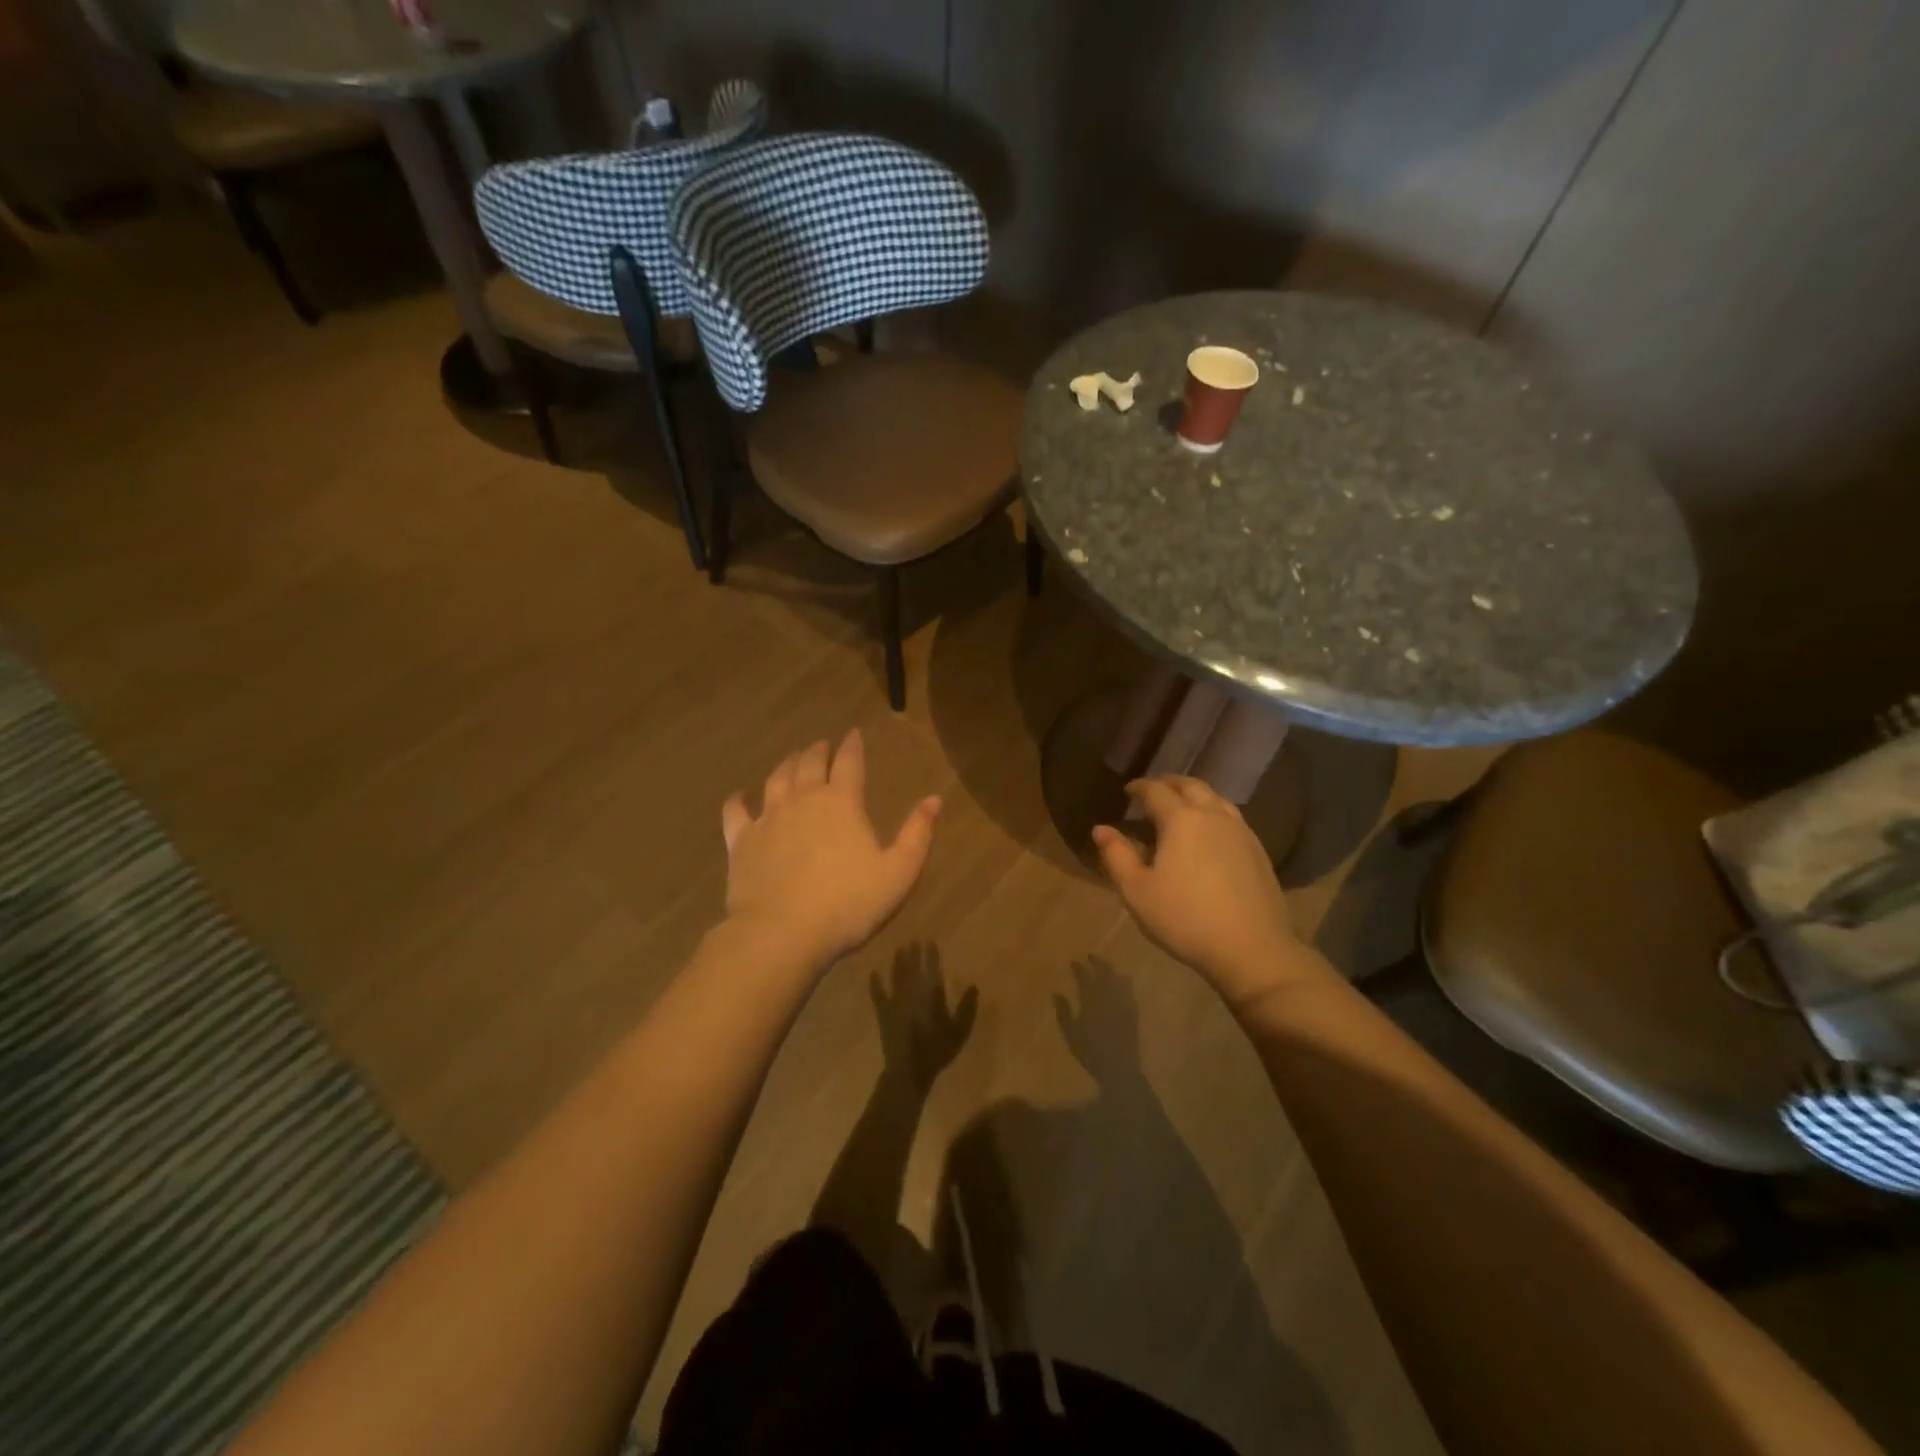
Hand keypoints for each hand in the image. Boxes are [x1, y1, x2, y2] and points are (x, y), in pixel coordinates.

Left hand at [722, 730, 940, 966]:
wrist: (782, 933)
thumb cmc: (848, 904)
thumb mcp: (898, 872)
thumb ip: (917, 834)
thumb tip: (934, 799)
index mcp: (842, 802)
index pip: (849, 762)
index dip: (853, 745)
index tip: (854, 733)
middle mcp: (803, 799)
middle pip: (809, 763)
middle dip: (818, 751)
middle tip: (822, 745)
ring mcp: (768, 818)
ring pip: (776, 779)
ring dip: (786, 765)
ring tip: (792, 759)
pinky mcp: (741, 841)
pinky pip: (736, 811)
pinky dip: (738, 799)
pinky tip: (739, 796)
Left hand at [871, 943, 976, 1091]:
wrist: (908, 1069)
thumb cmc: (936, 1050)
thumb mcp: (959, 1031)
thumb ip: (966, 1007)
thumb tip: (973, 986)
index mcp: (930, 995)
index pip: (932, 969)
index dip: (930, 955)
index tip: (928, 941)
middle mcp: (912, 992)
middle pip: (912, 968)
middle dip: (913, 954)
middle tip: (912, 940)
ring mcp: (895, 1001)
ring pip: (896, 976)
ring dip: (898, 963)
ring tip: (899, 949)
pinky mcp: (884, 1013)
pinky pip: (878, 994)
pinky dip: (875, 984)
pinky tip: (873, 973)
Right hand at [1054, 957, 1142, 1087]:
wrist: (1119, 1067)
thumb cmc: (1090, 1051)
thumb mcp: (1071, 1032)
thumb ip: (1064, 1011)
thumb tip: (1056, 993)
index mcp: (1091, 1000)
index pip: (1085, 978)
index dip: (1079, 968)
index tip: (1074, 961)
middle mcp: (1108, 997)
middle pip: (1104, 973)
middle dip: (1097, 963)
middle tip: (1092, 956)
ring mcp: (1123, 1004)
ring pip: (1118, 980)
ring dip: (1112, 970)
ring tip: (1107, 966)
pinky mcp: (1133, 1012)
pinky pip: (1130, 991)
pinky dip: (1126, 982)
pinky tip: (1124, 981)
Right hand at [1093, 777, 1296, 1003]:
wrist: (1251, 949)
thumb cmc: (1185, 918)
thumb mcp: (1137, 891)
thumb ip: (1117, 855)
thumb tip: (1101, 829)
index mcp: (1181, 819)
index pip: (1156, 790)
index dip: (1139, 787)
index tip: (1128, 792)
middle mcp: (1213, 815)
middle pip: (1191, 786)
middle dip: (1169, 783)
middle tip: (1153, 791)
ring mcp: (1241, 831)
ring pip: (1215, 798)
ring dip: (1194, 795)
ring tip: (1181, 807)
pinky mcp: (1258, 850)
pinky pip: (1231, 817)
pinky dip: (1213, 812)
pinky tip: (1209, 833)